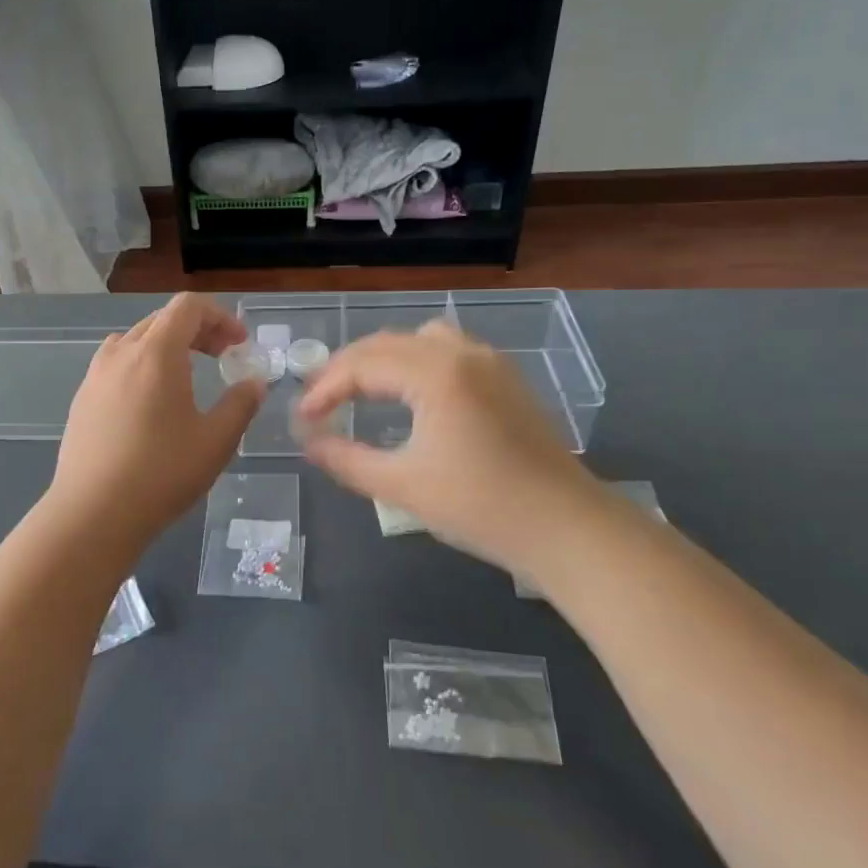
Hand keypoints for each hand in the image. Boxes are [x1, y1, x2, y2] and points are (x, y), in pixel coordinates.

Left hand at [48, 294, 264, 547]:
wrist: (92, 513)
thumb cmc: (161, 473)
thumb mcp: (216, 441)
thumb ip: (240, 404)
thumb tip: (253, 383)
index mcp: (156, 352)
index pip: (188, 306)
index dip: (220, 317)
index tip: (239, 344)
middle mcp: (122, 352)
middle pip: (162, 319)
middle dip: (198, 330)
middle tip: (222, 356)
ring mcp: (95, 375)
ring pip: (136, 340)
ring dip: (167, 346)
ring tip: (186, 376)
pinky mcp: (82, 399)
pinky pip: (116, 364)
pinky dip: (142, 366)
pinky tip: (150, 404)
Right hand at [295, 321, 594, 568]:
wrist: (566, 528)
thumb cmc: (480, 507)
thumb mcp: (401, 486)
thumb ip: (345, 458)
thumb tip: (308, 441)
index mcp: (435, 373)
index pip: (362, 365)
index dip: (324, 389)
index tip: (301, 418)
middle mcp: (462, 353)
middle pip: (387, 343)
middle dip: (346, 369)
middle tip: (319, 402)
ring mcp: (490, 362)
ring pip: (420, 339)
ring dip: (382, 359)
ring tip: (360, 390)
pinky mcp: (506, 379)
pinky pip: (448, 350)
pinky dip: (415, 361)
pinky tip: (409, 394)